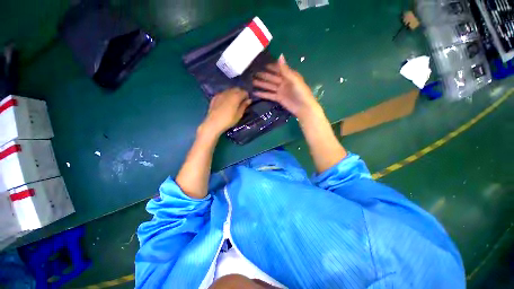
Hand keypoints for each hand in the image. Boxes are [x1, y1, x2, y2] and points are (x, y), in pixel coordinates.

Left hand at [200, 87, 250, 136]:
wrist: (213, 123)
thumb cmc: (228, 120)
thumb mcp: (239, 115)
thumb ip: (244, 106)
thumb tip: (249, 100)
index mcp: (236, 96)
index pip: (244, 92)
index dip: (247, 96)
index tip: (247, 102)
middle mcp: (229, 92)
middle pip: (237, 89)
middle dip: (240, 93)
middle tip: (241, 101)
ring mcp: (221, 94)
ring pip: (229, 90)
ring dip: (233, 94)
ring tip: (234, 102)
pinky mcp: (215, 97)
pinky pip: (223, 93)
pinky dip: (227, 96)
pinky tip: (226, 103)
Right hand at [253, 55, 321, 119]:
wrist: (303, 107)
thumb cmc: (301, 92)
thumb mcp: (294, 79)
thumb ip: (285, 69)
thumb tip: (280, 55)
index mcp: (288, 75)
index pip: (277, 69)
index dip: (269, 66)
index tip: (260, 64)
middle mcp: (283, 81)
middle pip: (271, 77)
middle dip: (263, 75)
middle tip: (252, 73)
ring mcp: (280, 90)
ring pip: (269, 86)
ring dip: (261, 84)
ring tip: (251, 82)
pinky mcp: (278, 98)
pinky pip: (269, 95)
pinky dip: (263, 94)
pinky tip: (255, 93)